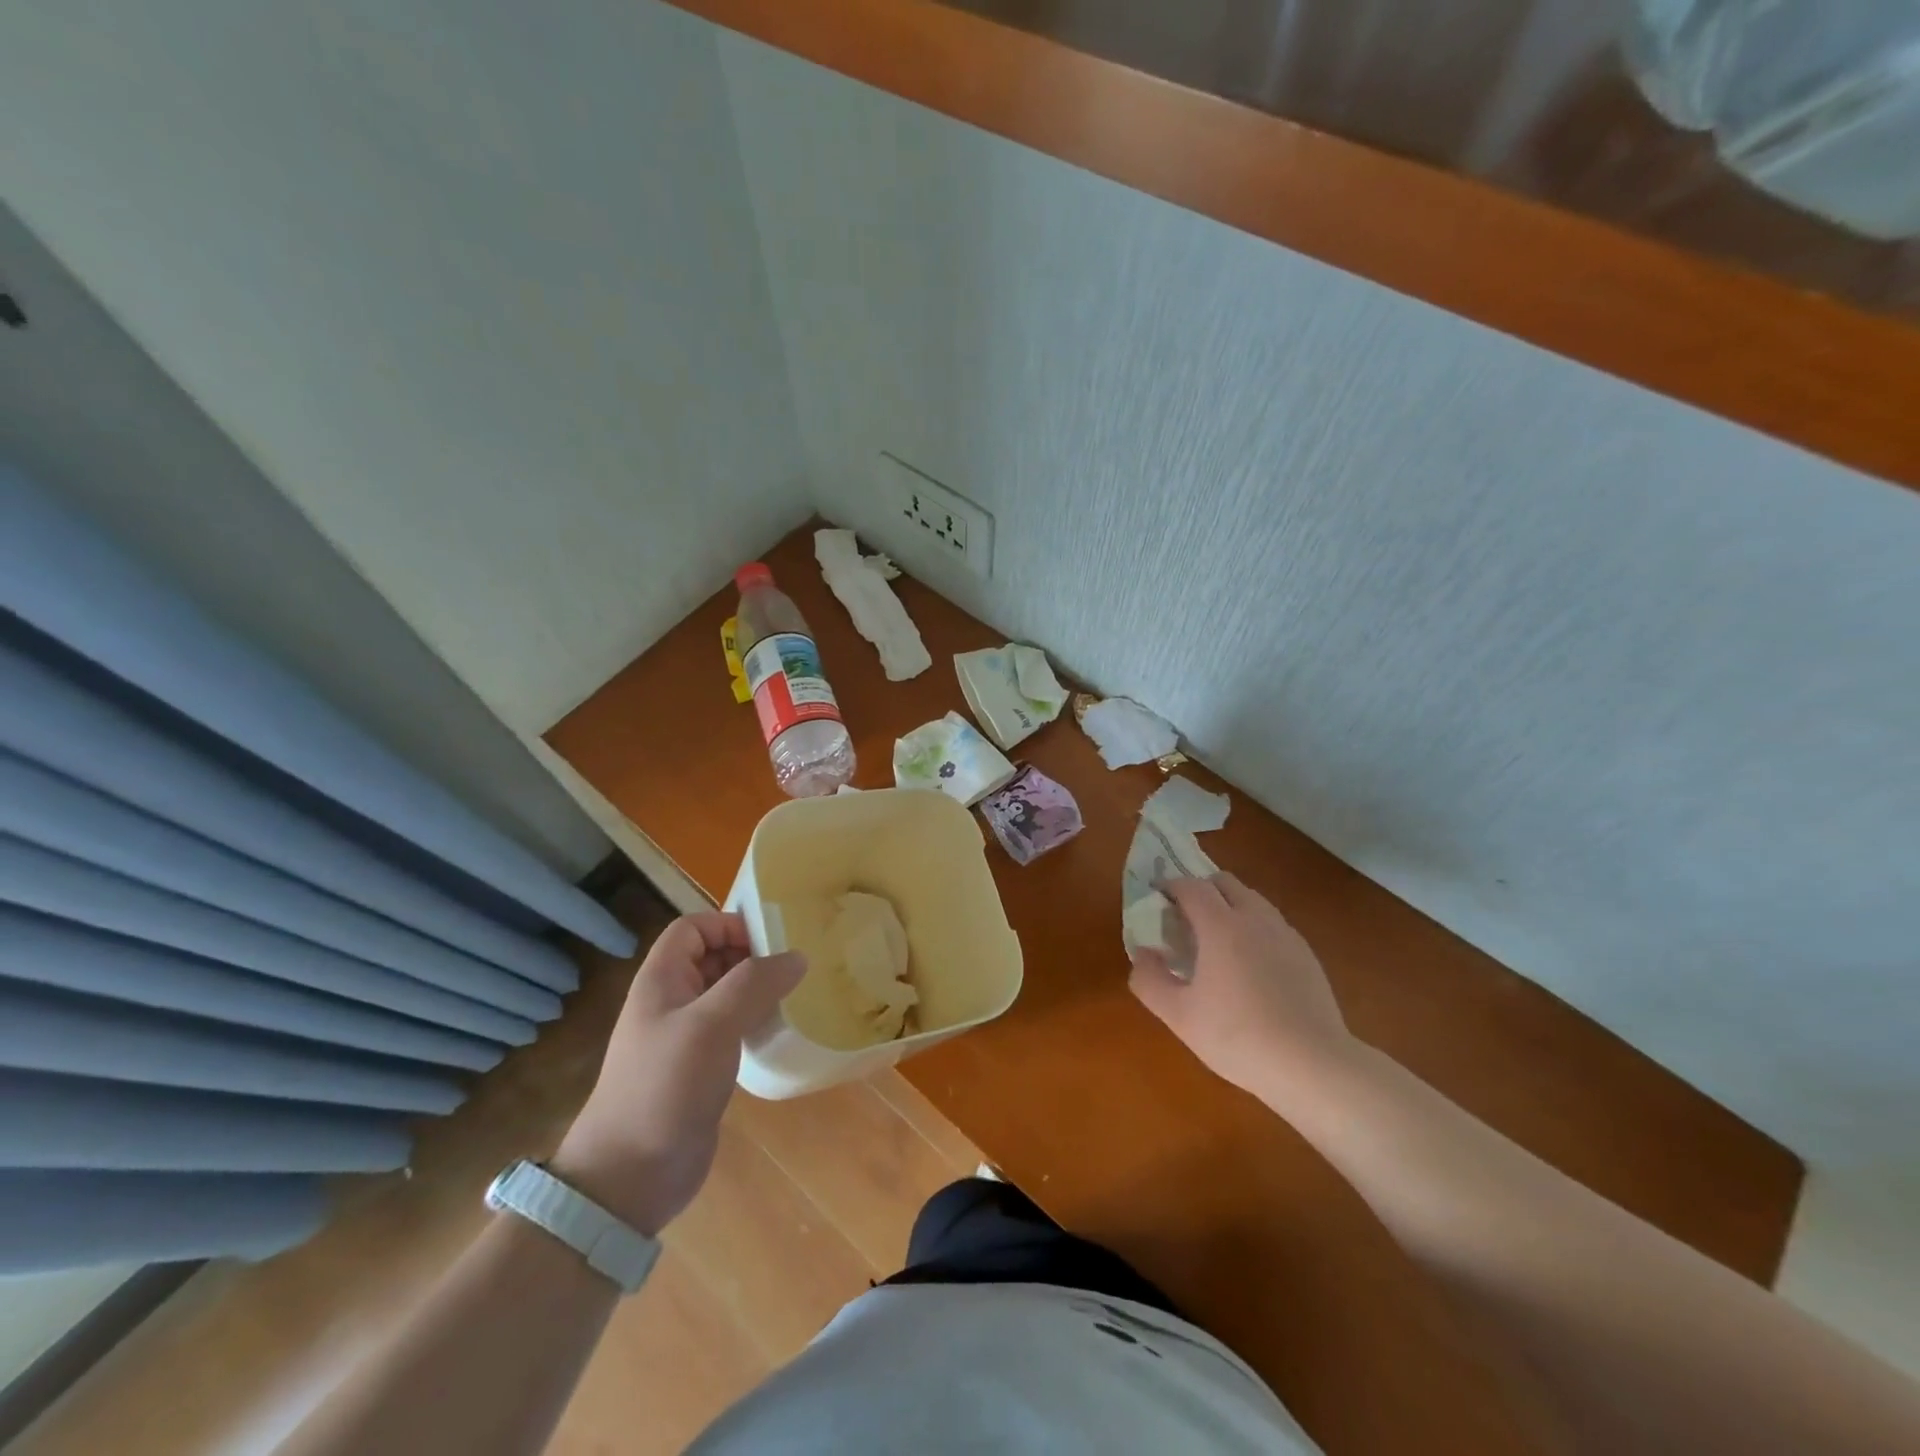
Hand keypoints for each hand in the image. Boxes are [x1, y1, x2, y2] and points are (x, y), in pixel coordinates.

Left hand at [551, 912, 803, 1235]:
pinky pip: (731, 1029)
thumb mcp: (711, 1025)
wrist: (629, 1177)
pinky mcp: (699, 1069)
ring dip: (756, 990)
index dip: (728, 924)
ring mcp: (684, 1037)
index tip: (770, 941)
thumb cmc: (665, 1087)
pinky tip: (778, 1033)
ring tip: (794, 996)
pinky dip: (754, 1022)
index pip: (693, 928)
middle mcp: (670, 1001)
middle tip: (792, 968)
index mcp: (661, 980)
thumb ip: (755, 984)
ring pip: (724, 994)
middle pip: (712, 957)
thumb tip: (797, 957)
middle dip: (750, 956)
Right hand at [1129, 874, 1356, 1103]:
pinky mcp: (1307, 955)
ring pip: (1252, 900)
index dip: (1170, 886)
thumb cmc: (1237, 1036)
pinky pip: (1272, 924)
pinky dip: (1253, 928)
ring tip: (1216, 940)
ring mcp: (1285, 934)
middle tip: (1185, 918)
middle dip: (1201, 889)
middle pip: (1225, 882)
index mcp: (1221, 925)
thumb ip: (1149, 980)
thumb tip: (1142, 953)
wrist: (1313, 1065)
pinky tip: (1250, 966)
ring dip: (1229, 906)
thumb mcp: (1179, 1015)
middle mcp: (1255, 918)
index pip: (1191, 886)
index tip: (1157, 897)